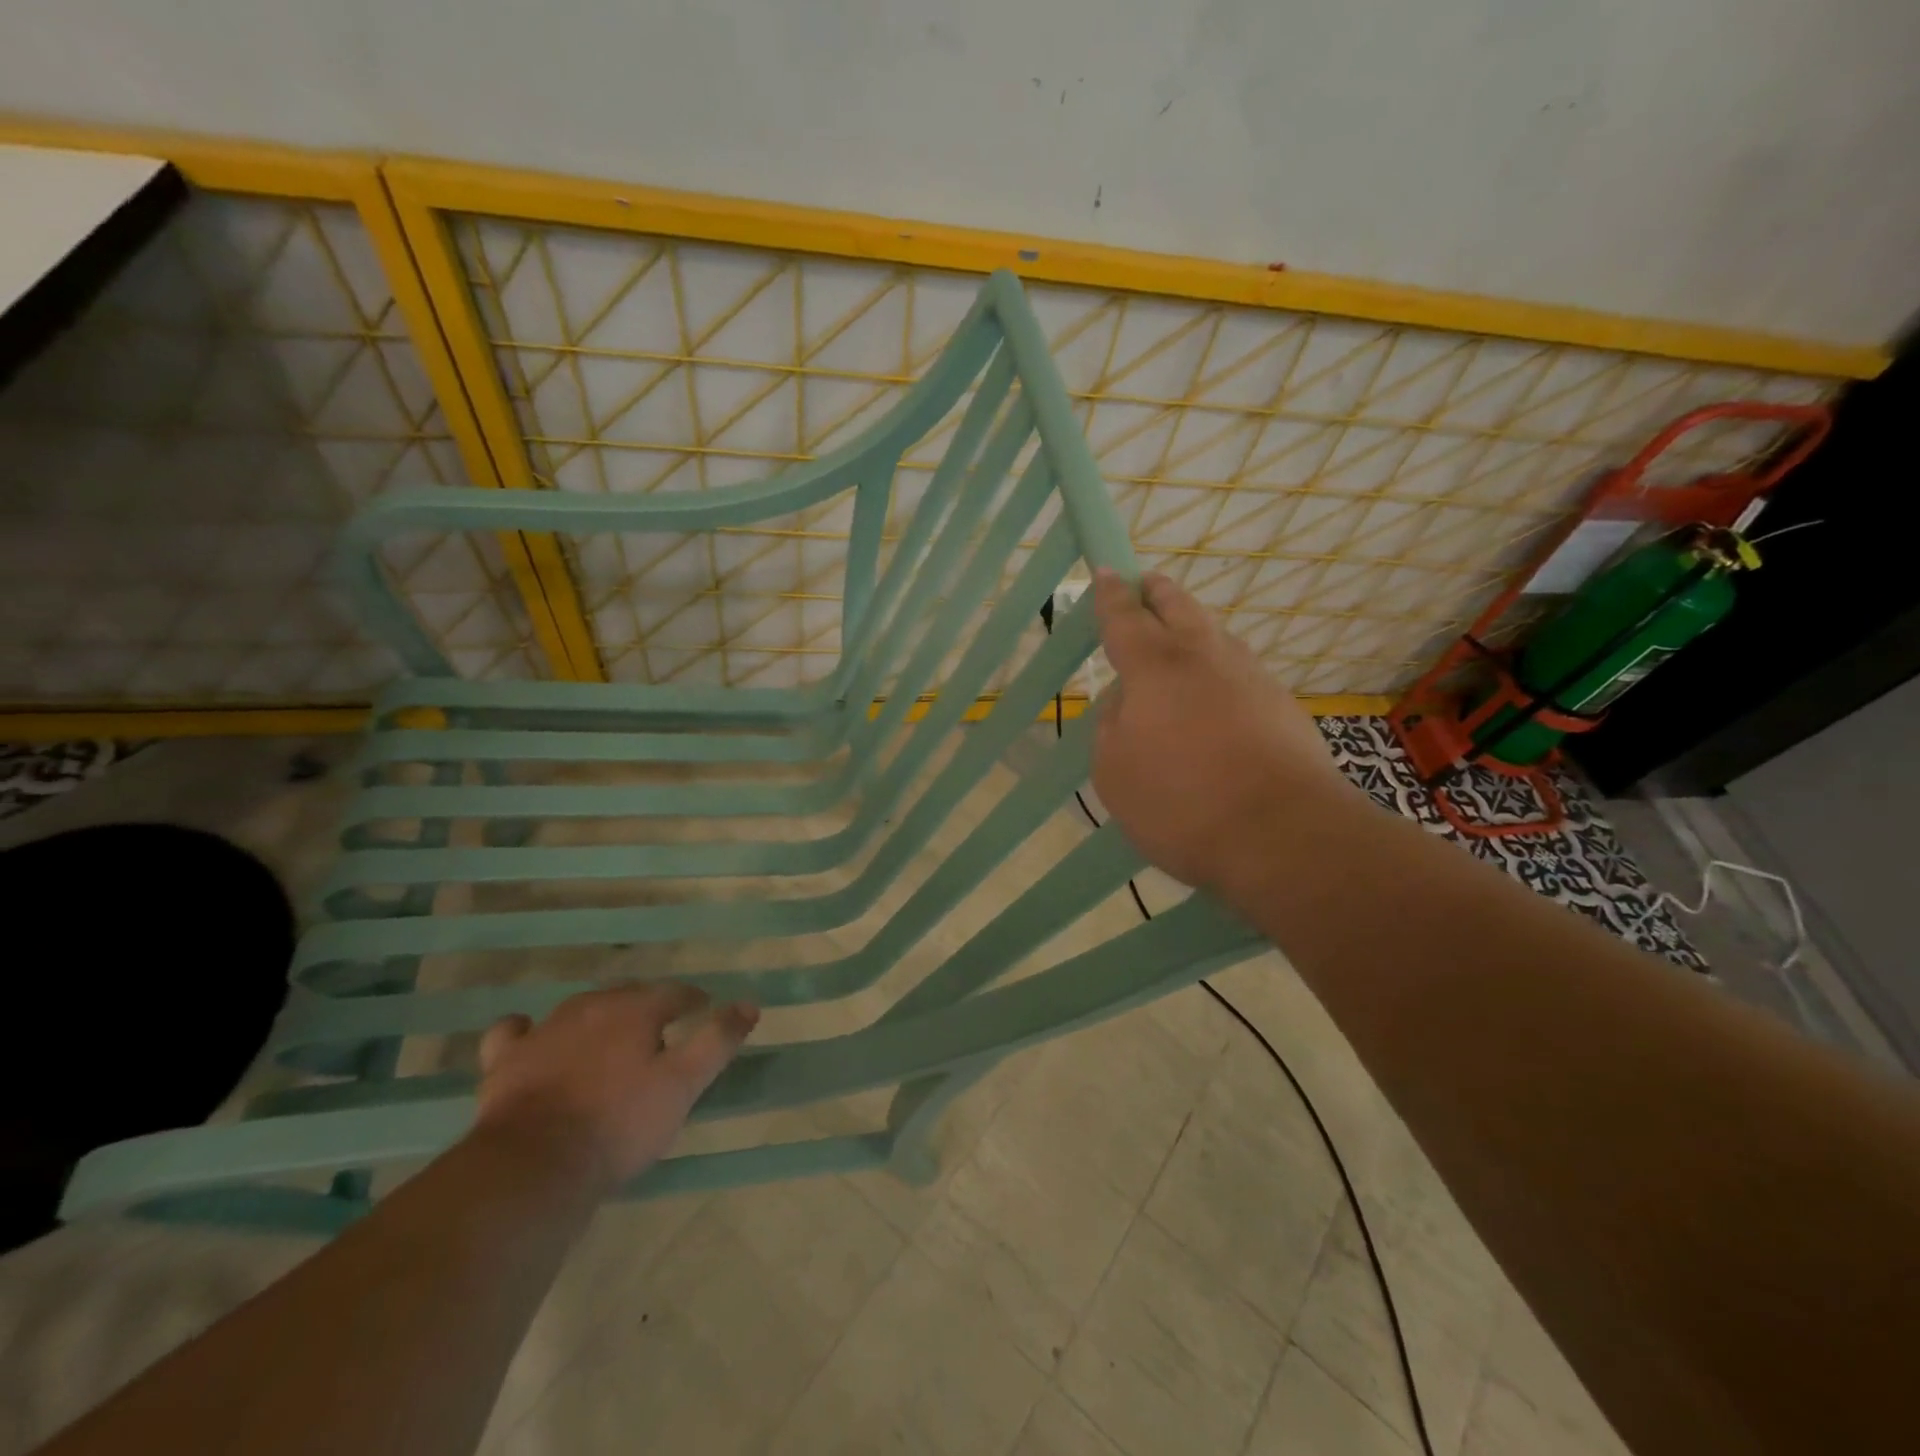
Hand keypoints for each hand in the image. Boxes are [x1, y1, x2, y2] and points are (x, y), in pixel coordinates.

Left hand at [474, 984, 758, 1194]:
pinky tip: (534, 1041)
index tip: (703, 1012)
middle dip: (647, 1007)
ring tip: (608, 1040)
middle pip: (627, 995)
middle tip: (660, 1032)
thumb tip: (749, 1004)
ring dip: (598, 1018)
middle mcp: (591, 1006)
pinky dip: (527, 1032)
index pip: (674, 993)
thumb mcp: (683, 1085)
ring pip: (579, 1009)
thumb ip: (717, 1041)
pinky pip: (515, 1031)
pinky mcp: (505, 1060)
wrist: (534, 1165)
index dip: (692, 1001)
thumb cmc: (619, 1124)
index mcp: (636, 1009)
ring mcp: (544, 1030)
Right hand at [1091, 568, 1353, 894]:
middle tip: (1147, 584)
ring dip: (1194, 624)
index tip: (1107, 572)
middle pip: (1180, 608)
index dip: (1112, 596)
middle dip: (1159, 593)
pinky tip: (1216, 687)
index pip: (1126, 618)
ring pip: (1216, 635)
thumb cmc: (1181, 802)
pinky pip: (1240, 669)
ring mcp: (1251, 678)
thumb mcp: (1115, 770)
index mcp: (1155, 667)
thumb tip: (1128, 700)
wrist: (1284, 835)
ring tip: (1181, 629)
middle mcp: (1205, 658)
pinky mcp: (1282, 706)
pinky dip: (1220, 664)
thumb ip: (1112, 724)